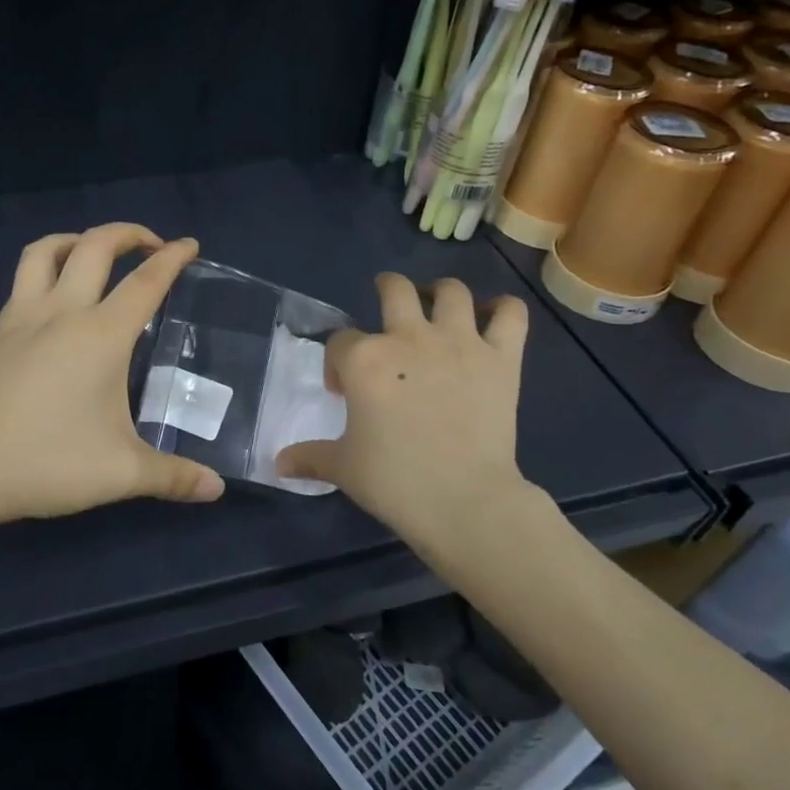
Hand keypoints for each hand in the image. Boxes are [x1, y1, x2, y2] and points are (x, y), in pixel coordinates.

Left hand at [0, 224, 225, 528]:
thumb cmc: (48, 462)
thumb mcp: (122, 474)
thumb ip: (174, 477)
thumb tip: (216, 489)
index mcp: (101, 335)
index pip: (146, 282)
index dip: (173, 259)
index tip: (190, 245)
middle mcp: (62, 313)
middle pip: (95, 247)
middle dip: (128, 233)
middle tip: (152, 245)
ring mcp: (23, 320)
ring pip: (46, 251)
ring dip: (77, 239)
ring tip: (97, 253)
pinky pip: (22, 280)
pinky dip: (46, 268)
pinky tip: (55, 298)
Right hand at [277, 274, 546, 564]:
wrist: (464, 500)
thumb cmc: (394, 481)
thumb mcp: (342, 468)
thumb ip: (309, 456)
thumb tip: (278, 464)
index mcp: (364, 359)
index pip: (340, 341)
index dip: (336, 363)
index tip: (342, 392)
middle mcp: (409, 337)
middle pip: (395, 289)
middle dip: (386, 289)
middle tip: (387, 305)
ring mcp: (459, 343)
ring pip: (451, 291)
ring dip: (441, 293)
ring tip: (437, 307)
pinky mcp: (501, 358)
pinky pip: (511, 314)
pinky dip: (504, 309)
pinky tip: (493, 317)